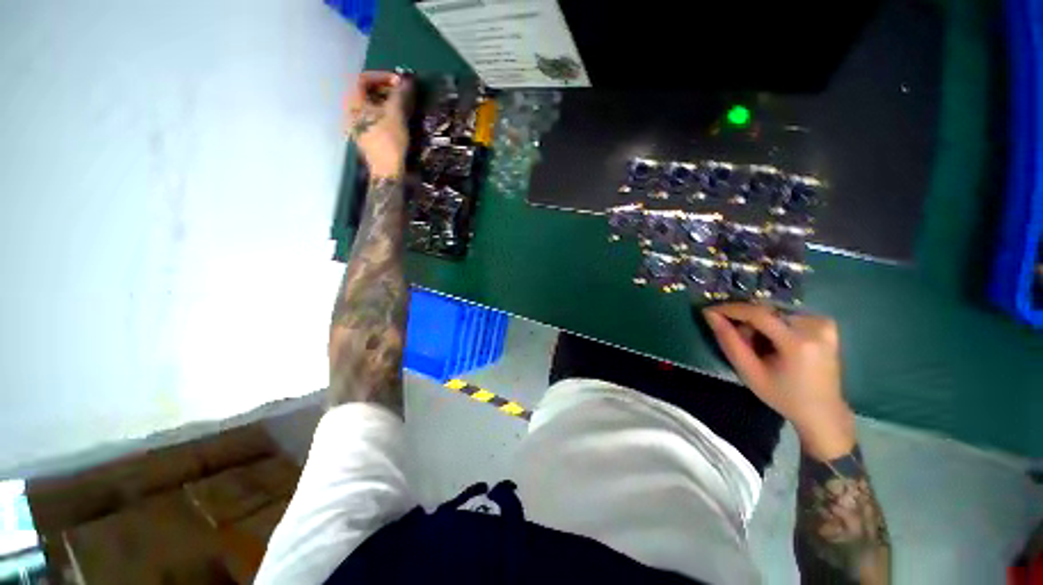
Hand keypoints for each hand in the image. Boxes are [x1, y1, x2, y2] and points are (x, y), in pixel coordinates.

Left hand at [345, 71, 410, 177]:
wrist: (387, 170)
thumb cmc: (389, 140)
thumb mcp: (396, 114)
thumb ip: (400, 94)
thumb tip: (407, 79)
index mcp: (354, 103)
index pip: (363, 79)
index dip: (382, 76)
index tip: (399, 81)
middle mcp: (351, 112)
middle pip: (365, 92)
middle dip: (384, 89)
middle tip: (401, 93)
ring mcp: (356, 126)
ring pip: (369, 106)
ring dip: (385, 101)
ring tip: (401, 106)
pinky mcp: (365, 137)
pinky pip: (372, 118)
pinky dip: (383, 113)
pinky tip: (395, 120)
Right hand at [703, 303, 855, 460]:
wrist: (822, 411)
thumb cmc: (782, 396)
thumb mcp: (749, 372)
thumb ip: (729, 341)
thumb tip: (710, 315)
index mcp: (798, 342)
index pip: (758, 313)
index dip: (731, 309)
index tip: (710, 310)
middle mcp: (815, 326)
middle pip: (766, 310)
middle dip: (745, 319)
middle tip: (737, 337)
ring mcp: (824, 323)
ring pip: (774, 311)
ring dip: (758, 322)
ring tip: (756, 342)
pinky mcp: (826, 322)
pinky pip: (787, 314)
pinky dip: (772, 322)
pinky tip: (772, 339)